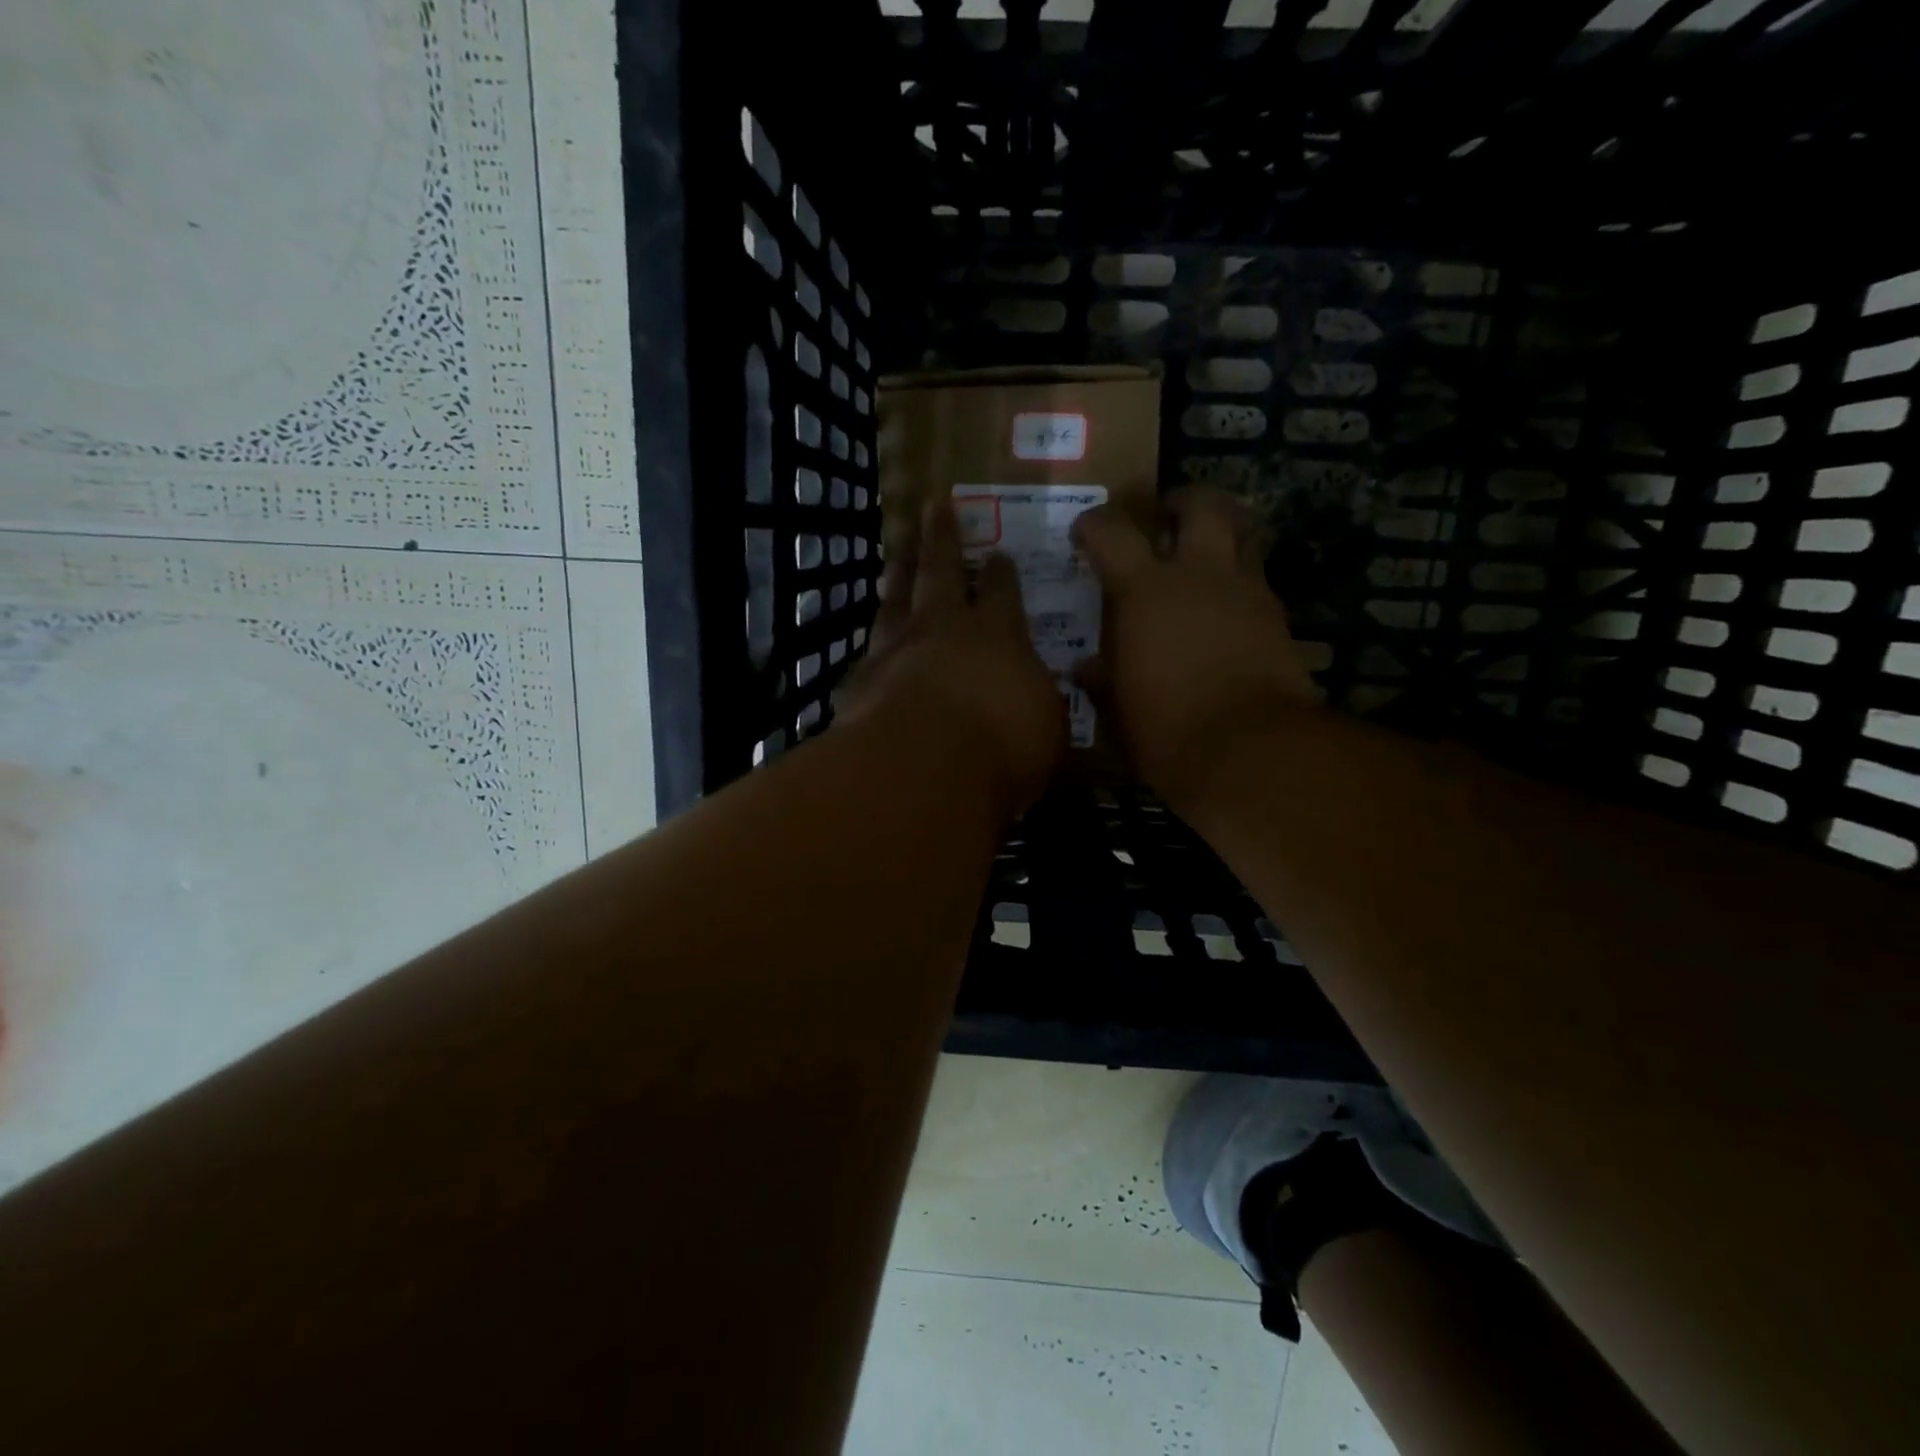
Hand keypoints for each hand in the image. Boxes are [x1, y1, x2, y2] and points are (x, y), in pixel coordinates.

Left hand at [838, 497, 1066, 814]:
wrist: (921, 766)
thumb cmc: (1001, 745)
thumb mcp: (1047, 729)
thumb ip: (1040, 706)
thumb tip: (1039, 698)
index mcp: (997, 633)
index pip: (1001, 590)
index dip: (1000, 572)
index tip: (998, 554)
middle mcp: (942, 629)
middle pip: (939, 571)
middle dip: (940, 538)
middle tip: (933, 507)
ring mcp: (894, 650)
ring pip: (894, 599)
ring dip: (898, 573)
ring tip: (897, 554)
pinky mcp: (859, 682)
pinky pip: (866, 653)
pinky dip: (870, 646)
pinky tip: (868, 648)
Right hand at [1073, 487, 1318, 806]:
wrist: (1251, 749)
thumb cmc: (1167, 728)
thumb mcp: (1118, 709)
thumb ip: (1101, 679)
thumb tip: (1085, 667)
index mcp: (1145, 590)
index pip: (1112, 533)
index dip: (1094, 524)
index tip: (1084, 532)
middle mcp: (1199, 574)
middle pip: (1202, 505)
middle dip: (1182, 501)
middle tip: (1166, 516)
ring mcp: (1246, 591)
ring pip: (1243, 532)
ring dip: (1222, 530)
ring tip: (1205, 549)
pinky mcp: (1279, 616)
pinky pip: (1257, 578)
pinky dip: (1239, 578)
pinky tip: (1226, 605)